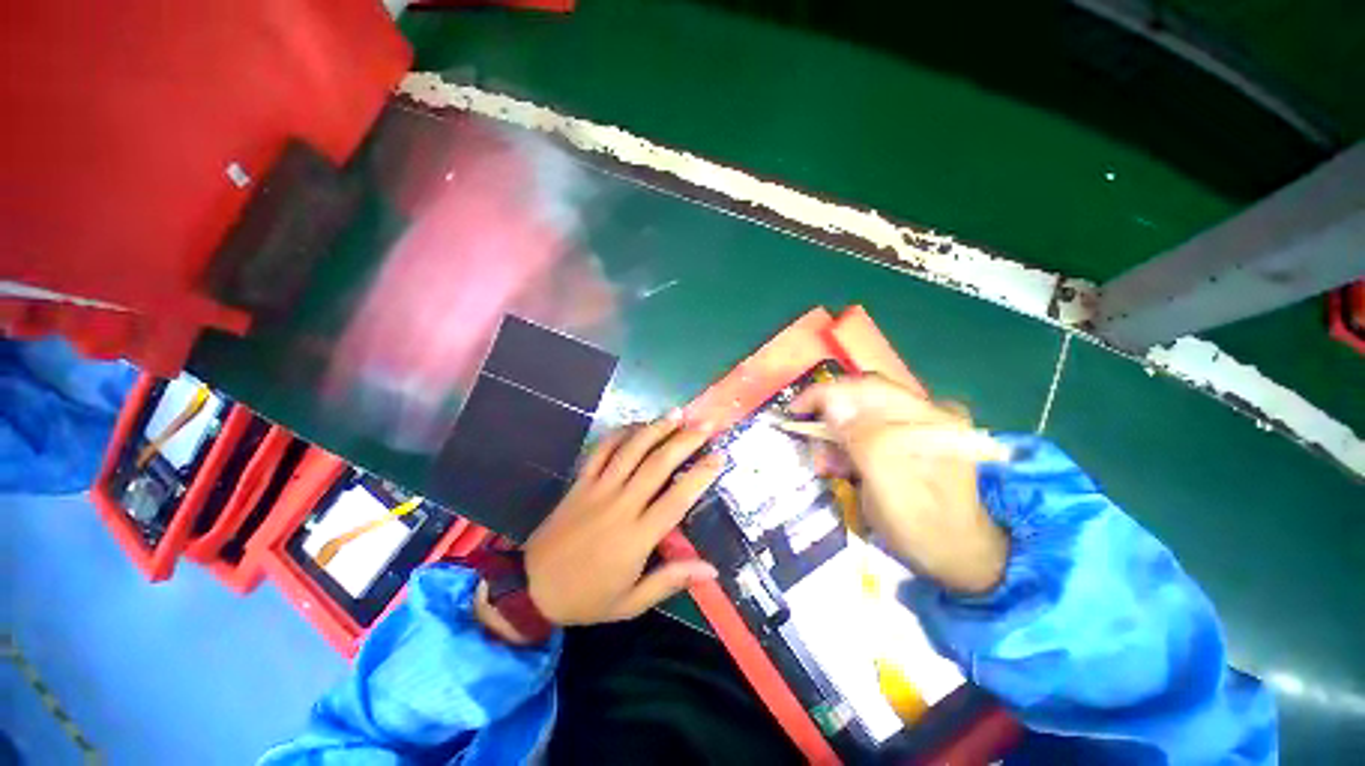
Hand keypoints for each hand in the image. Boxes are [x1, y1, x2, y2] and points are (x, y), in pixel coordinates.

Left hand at [519, 413, 722, 626]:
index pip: (677, 499)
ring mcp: (598, 489)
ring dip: (656, 429)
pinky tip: (636, 424)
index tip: (719, 456)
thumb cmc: (587, 597)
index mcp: (637, 536)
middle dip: (685, 440)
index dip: (700, 475)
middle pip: (658, 464)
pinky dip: (619, 434)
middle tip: (705, 424)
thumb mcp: (632, 602)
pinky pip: (601, 451)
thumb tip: (712, 570)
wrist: (532, 587)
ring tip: (677, 413)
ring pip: (631, 451)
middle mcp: (621, 505)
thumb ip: (671, 580)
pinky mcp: (580, 482)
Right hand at [791, 375, 1008, 594]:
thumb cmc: (926, 528)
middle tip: (815, 452)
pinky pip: (868, 430)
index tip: (794, 411)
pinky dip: (849, 444)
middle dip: (828, 420)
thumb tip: (829, 400)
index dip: (823, 394)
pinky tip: (845, 466)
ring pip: (860, 415)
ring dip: (836, 435)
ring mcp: (920, 426)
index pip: (864, 387)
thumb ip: (860, 438)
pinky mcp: (911, 440)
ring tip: (828, 466)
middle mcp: (925, 413)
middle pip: (860, 399)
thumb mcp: (888, 487)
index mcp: (927, 419)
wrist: (965, 558)